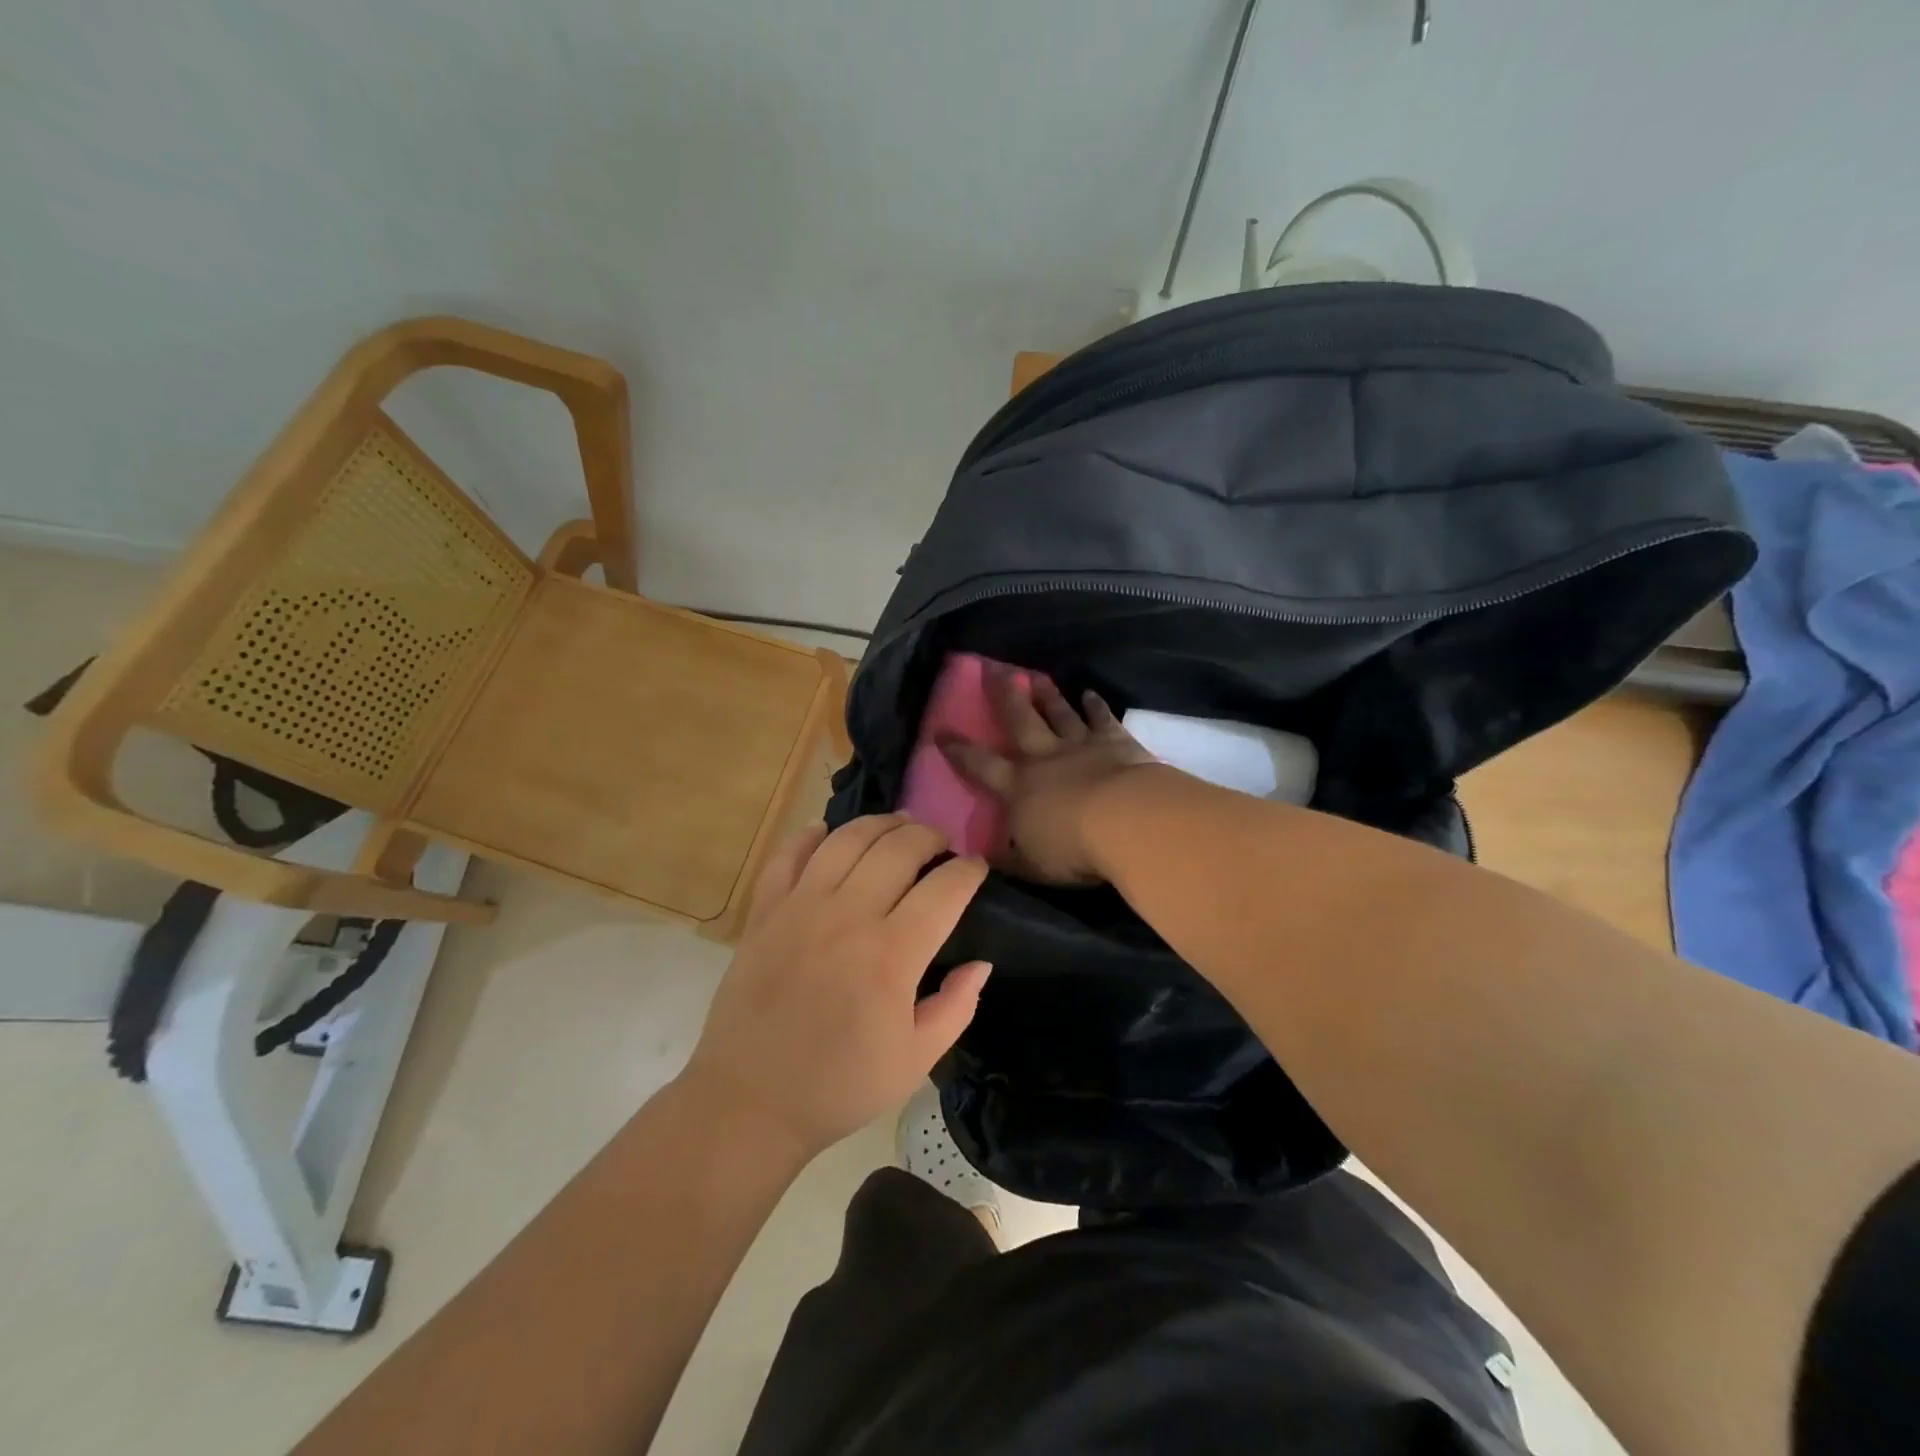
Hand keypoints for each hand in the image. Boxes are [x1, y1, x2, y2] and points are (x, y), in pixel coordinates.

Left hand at [678, 816, 990, 1161]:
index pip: (944, 889)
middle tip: (940, 845)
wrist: (749, 1101)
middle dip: (929, 835)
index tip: (977, 867)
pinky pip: (788, 855)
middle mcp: (848, 916)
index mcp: (891, 955)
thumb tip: (981, 963)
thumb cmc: (839, 1086)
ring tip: (897, 827)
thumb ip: (956, 1008)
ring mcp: (800, 907)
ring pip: (847, 839)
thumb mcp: (914, 1061)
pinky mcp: (764, 912)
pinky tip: (826, 833)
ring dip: (880, 824)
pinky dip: (810, 836)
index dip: (968, 870)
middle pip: (898, 847)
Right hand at [940, 667, 1156, 883]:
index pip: (979, 765)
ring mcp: (1080, 745)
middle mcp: (1044, 757)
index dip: (958, 750)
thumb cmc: (1071, 848)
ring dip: (1047, 695)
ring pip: (1059, 713)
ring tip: (1036, 676)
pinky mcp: (1115, 742)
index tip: (941, 731)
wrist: (1124, 821)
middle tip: (993, 668)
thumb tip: (981, 859)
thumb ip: (1007, 860)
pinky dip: (1095, 706)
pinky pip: (1102, 719)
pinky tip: (1090, 693)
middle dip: (1003, 695)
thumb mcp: (1030, 866)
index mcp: (1017, 787)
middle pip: (1019, 720)